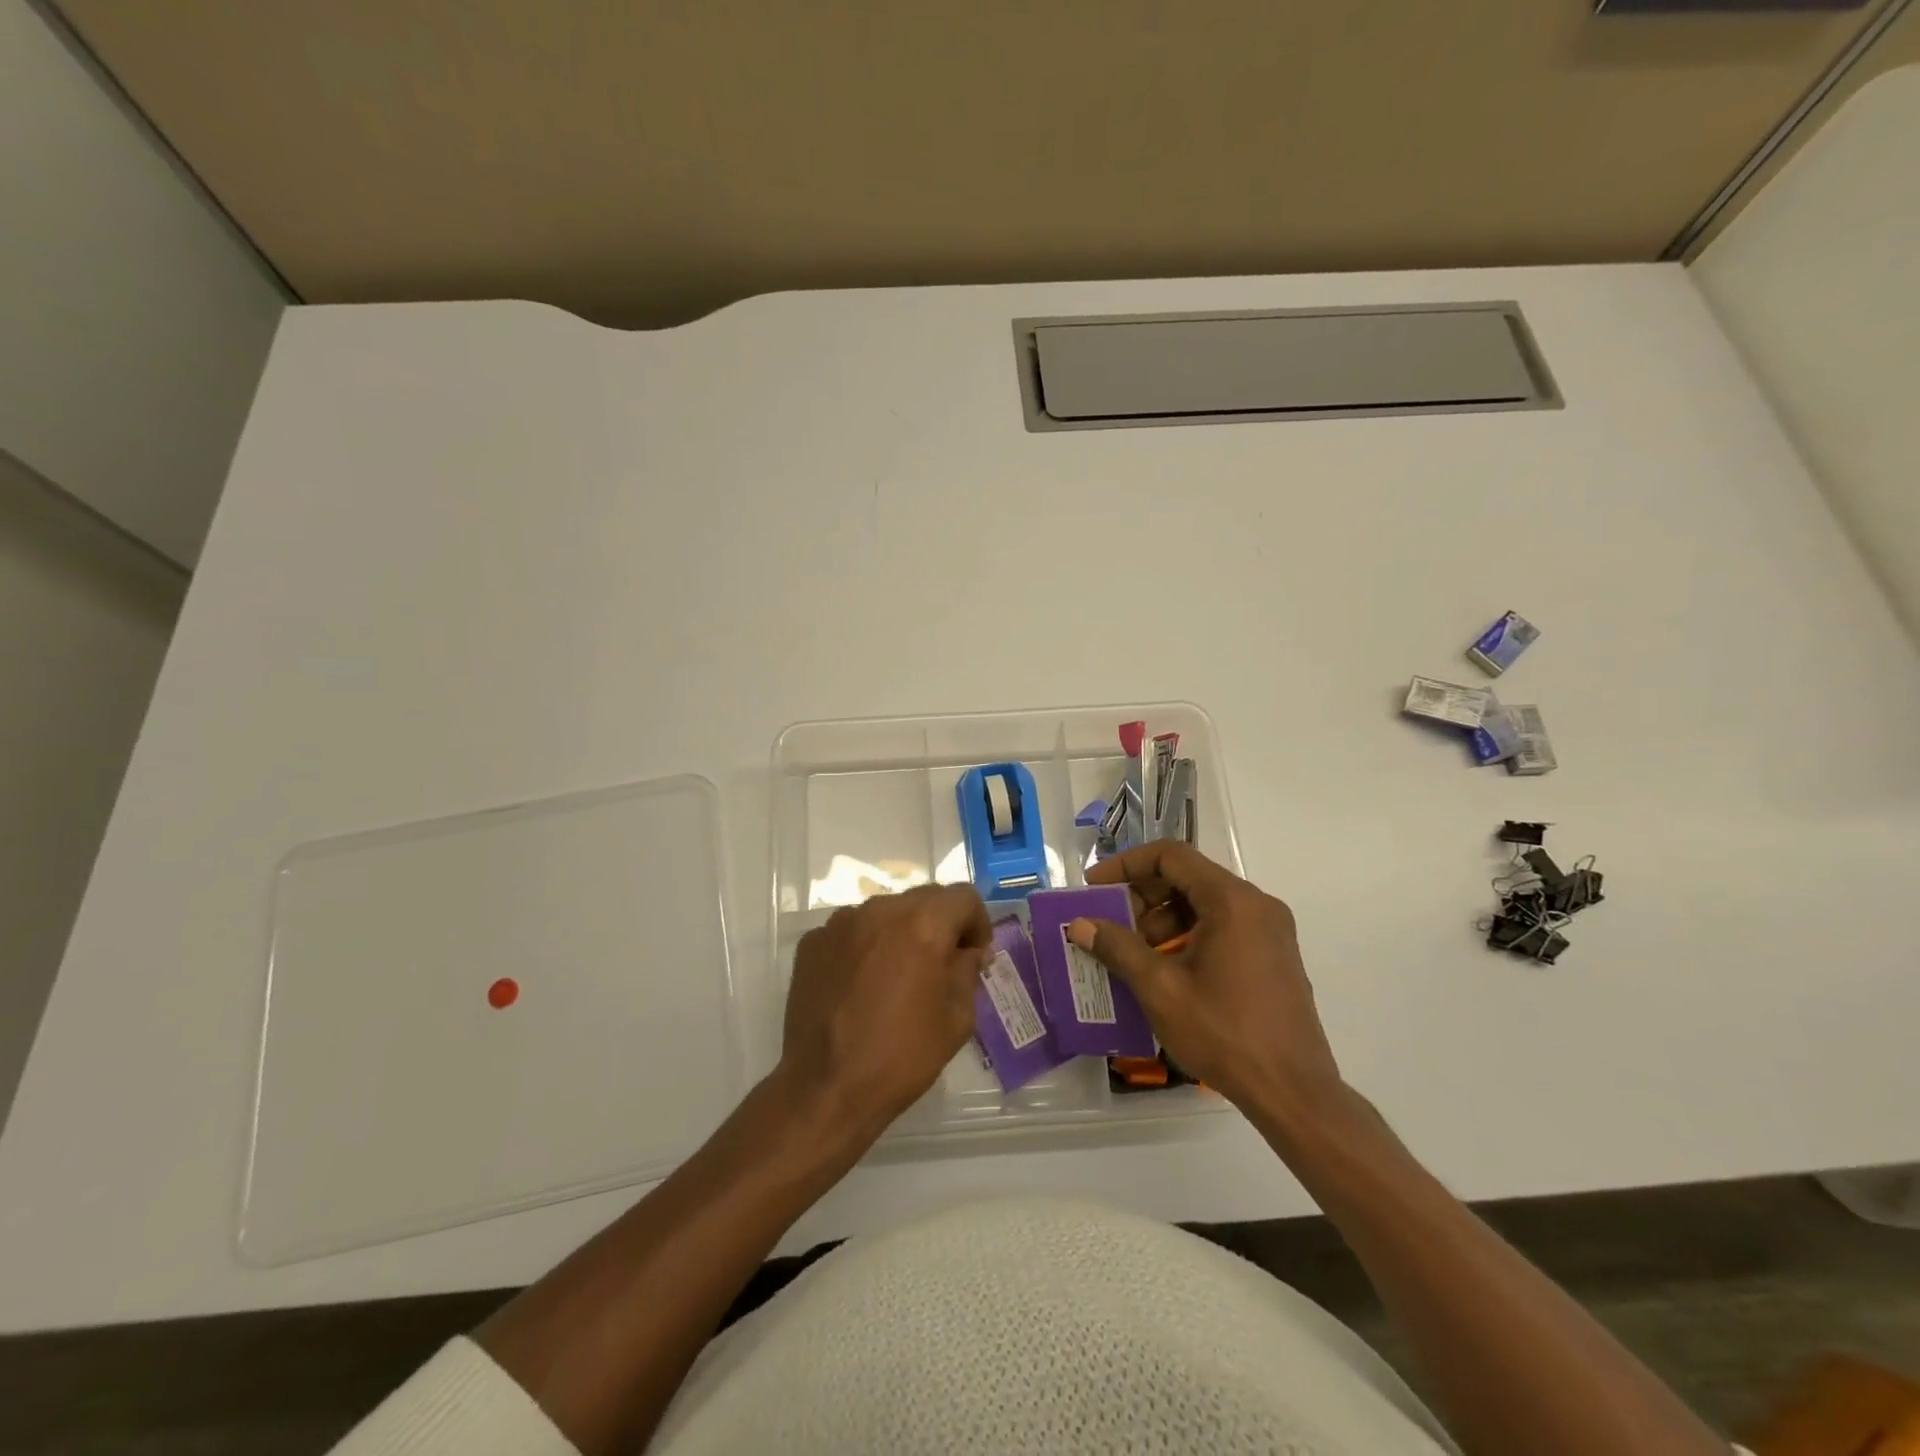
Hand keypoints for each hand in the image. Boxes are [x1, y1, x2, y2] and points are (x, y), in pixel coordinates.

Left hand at [779, 885, 992, 1144]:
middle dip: (940, 924)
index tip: (974, 955)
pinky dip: (866, 946)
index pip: (963, 897)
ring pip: (886, 912)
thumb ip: (968, 971)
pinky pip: (852, 930)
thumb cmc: (901, 1056)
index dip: (977, 923)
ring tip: (897, 975)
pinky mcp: (813, 941)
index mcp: (922, 924)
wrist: (826, 1088)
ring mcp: (841, 923)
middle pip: (924, 899)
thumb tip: (968, 951)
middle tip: (941, 965)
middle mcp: (880, 910)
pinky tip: (862, 985)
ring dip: (901, 932)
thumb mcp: (957, 1018)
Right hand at [1066, 842, 1342, 1116]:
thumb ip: (1118, 948)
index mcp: (1232, 901)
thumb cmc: (1224, 1033)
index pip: (1171, 857)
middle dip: (1141, 897)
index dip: (1126, 865)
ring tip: (1130, 954)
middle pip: (1188, 878)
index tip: (1094, 887)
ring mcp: (1270, 931)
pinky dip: (1187, 937)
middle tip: (1108, 924)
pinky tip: (1162, 971)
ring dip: (1161, 921)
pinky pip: (1222, 928)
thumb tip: (1080, 924)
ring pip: (1204, 905)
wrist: (1293, 1093)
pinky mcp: (1273, 956)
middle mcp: (1256, 905)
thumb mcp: (1160, 989)